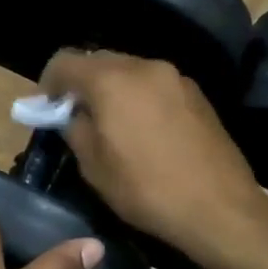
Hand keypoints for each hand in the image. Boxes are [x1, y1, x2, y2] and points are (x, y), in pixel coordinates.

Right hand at [39, 50, 267, 268]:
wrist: (220, 208)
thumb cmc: (146, 189)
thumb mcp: (93, 166)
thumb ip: (74, 128)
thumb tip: (71, 114)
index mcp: (111, 80)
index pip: (64, 60)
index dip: (48, 82)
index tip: (47, 108)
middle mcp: (143, 66)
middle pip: (99, 60)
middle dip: (82, 83)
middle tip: (77, 117)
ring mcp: (175, 77)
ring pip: (129, 71)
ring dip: (113, 89)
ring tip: (113, 125)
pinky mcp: (197, 93)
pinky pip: (155, 84)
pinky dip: (140, 97)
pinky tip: (145, 131)